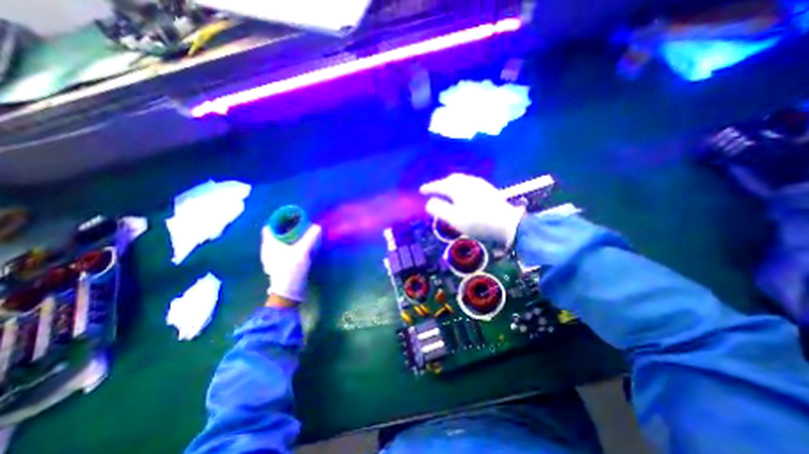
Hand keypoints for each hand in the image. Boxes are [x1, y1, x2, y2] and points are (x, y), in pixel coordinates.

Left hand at [261, 221, 320, 301]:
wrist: (288, 291)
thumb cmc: (291, 269)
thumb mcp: (302, 252)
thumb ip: (310, 238)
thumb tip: (317, 226)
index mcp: (269, 244)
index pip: (269, 226)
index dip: (279, 220)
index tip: (292, 217)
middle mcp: (268, 249)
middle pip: (275, 234)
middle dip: (286, 227)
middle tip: (300, 224)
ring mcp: (272, 258)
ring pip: (279, 242)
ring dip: (288, 237)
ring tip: (301, 234)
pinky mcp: (278, 264)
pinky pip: (282, 249)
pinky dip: (289, 245)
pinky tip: (299, 247)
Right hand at [421, 172, 528, 247]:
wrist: (507, 224)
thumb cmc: (477, 222)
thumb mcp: (454, 219)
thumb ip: (439, 209)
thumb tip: (429, 202)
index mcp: (458, 188)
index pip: (439, 185)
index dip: (429, 187)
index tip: (421, 190)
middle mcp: (468, 181)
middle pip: (451, 179)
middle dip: (441, 184)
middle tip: (434, 191)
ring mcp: (479, 183)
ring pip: (461, 180)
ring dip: (451, 184)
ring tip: (447, 192)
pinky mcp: (487, 188)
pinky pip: (469, 182)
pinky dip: (461, 186)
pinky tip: (463, 193)